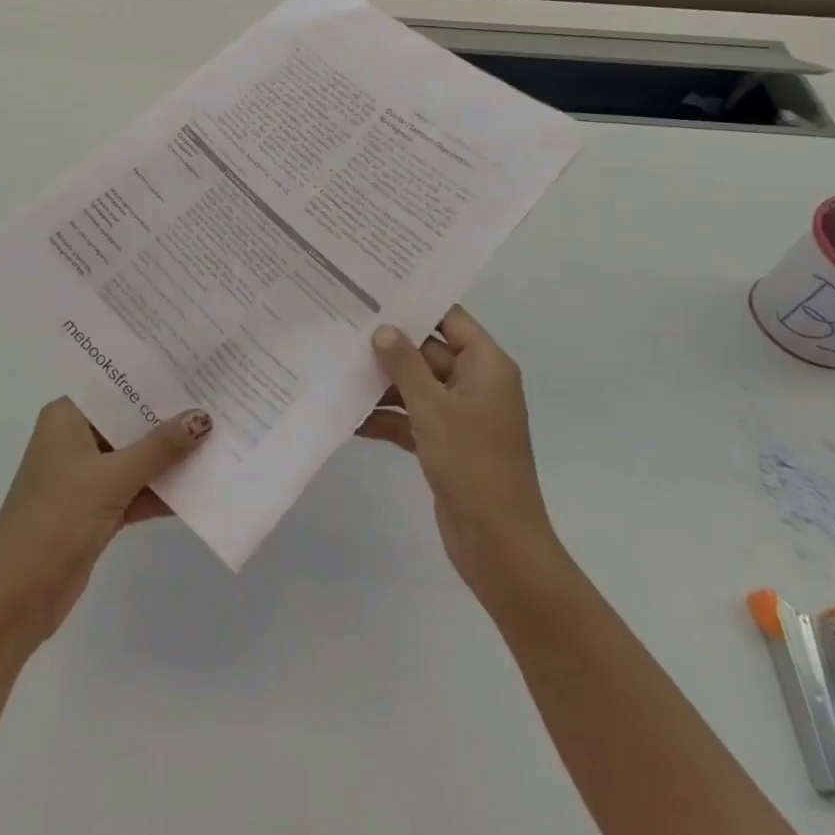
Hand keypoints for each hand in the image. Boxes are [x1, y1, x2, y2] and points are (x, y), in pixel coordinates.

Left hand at [0, 398, 212, 651]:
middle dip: (170, 417)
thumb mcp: (111, 478)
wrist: (16, 599)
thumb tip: (203, 417)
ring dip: (172, 457)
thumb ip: (159, 448)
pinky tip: (204, 484)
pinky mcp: (97, 509)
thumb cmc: (55, 520)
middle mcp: (75, 438)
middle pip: (130, 421)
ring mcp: (86, 476)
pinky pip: (138, 489)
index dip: (153, 377)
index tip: (194, 365)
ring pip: (137, 457)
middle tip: (218, 399)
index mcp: (67, 417)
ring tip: (221, 437)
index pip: (115, 385)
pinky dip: (164, 490)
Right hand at [359, 306, 565, 610]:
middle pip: (427, 352)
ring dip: (381, 385)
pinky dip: (386, 418)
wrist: (498, 542)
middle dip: (388, 347)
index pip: (450, 319)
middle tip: (342, 330)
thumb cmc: (472, 463)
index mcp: (486, 365)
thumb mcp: (433, 407)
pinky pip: (411, 419)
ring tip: (336, 370)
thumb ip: (405, 364)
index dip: (416, 305)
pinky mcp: (445, 444)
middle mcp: (475, 383)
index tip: (375, 292)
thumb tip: (383, 329)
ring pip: (415, 386)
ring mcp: (460, 415)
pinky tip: (349, 418)